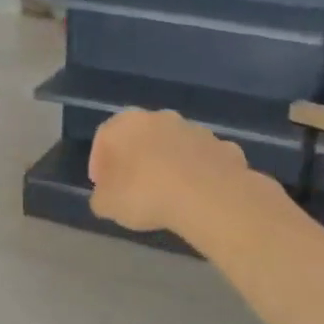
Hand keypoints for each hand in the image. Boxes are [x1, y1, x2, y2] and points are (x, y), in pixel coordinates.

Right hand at [89, 108, 250, 233]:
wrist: (207, 196)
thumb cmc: (145, 194)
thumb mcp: (107, 205)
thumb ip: (101, 197)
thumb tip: (106, 195)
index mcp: (126, 124)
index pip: (104, 137)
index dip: (99, 162)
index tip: (102, 185)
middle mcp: (160, 118)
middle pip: (141, 136)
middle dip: (135, 158)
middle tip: (132, 186)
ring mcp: (195, 130)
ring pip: (174, 144)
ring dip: (168, 162)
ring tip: (166, 192)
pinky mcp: (223, 146)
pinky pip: (202, 159)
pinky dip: (197, 172)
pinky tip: (196, 195)